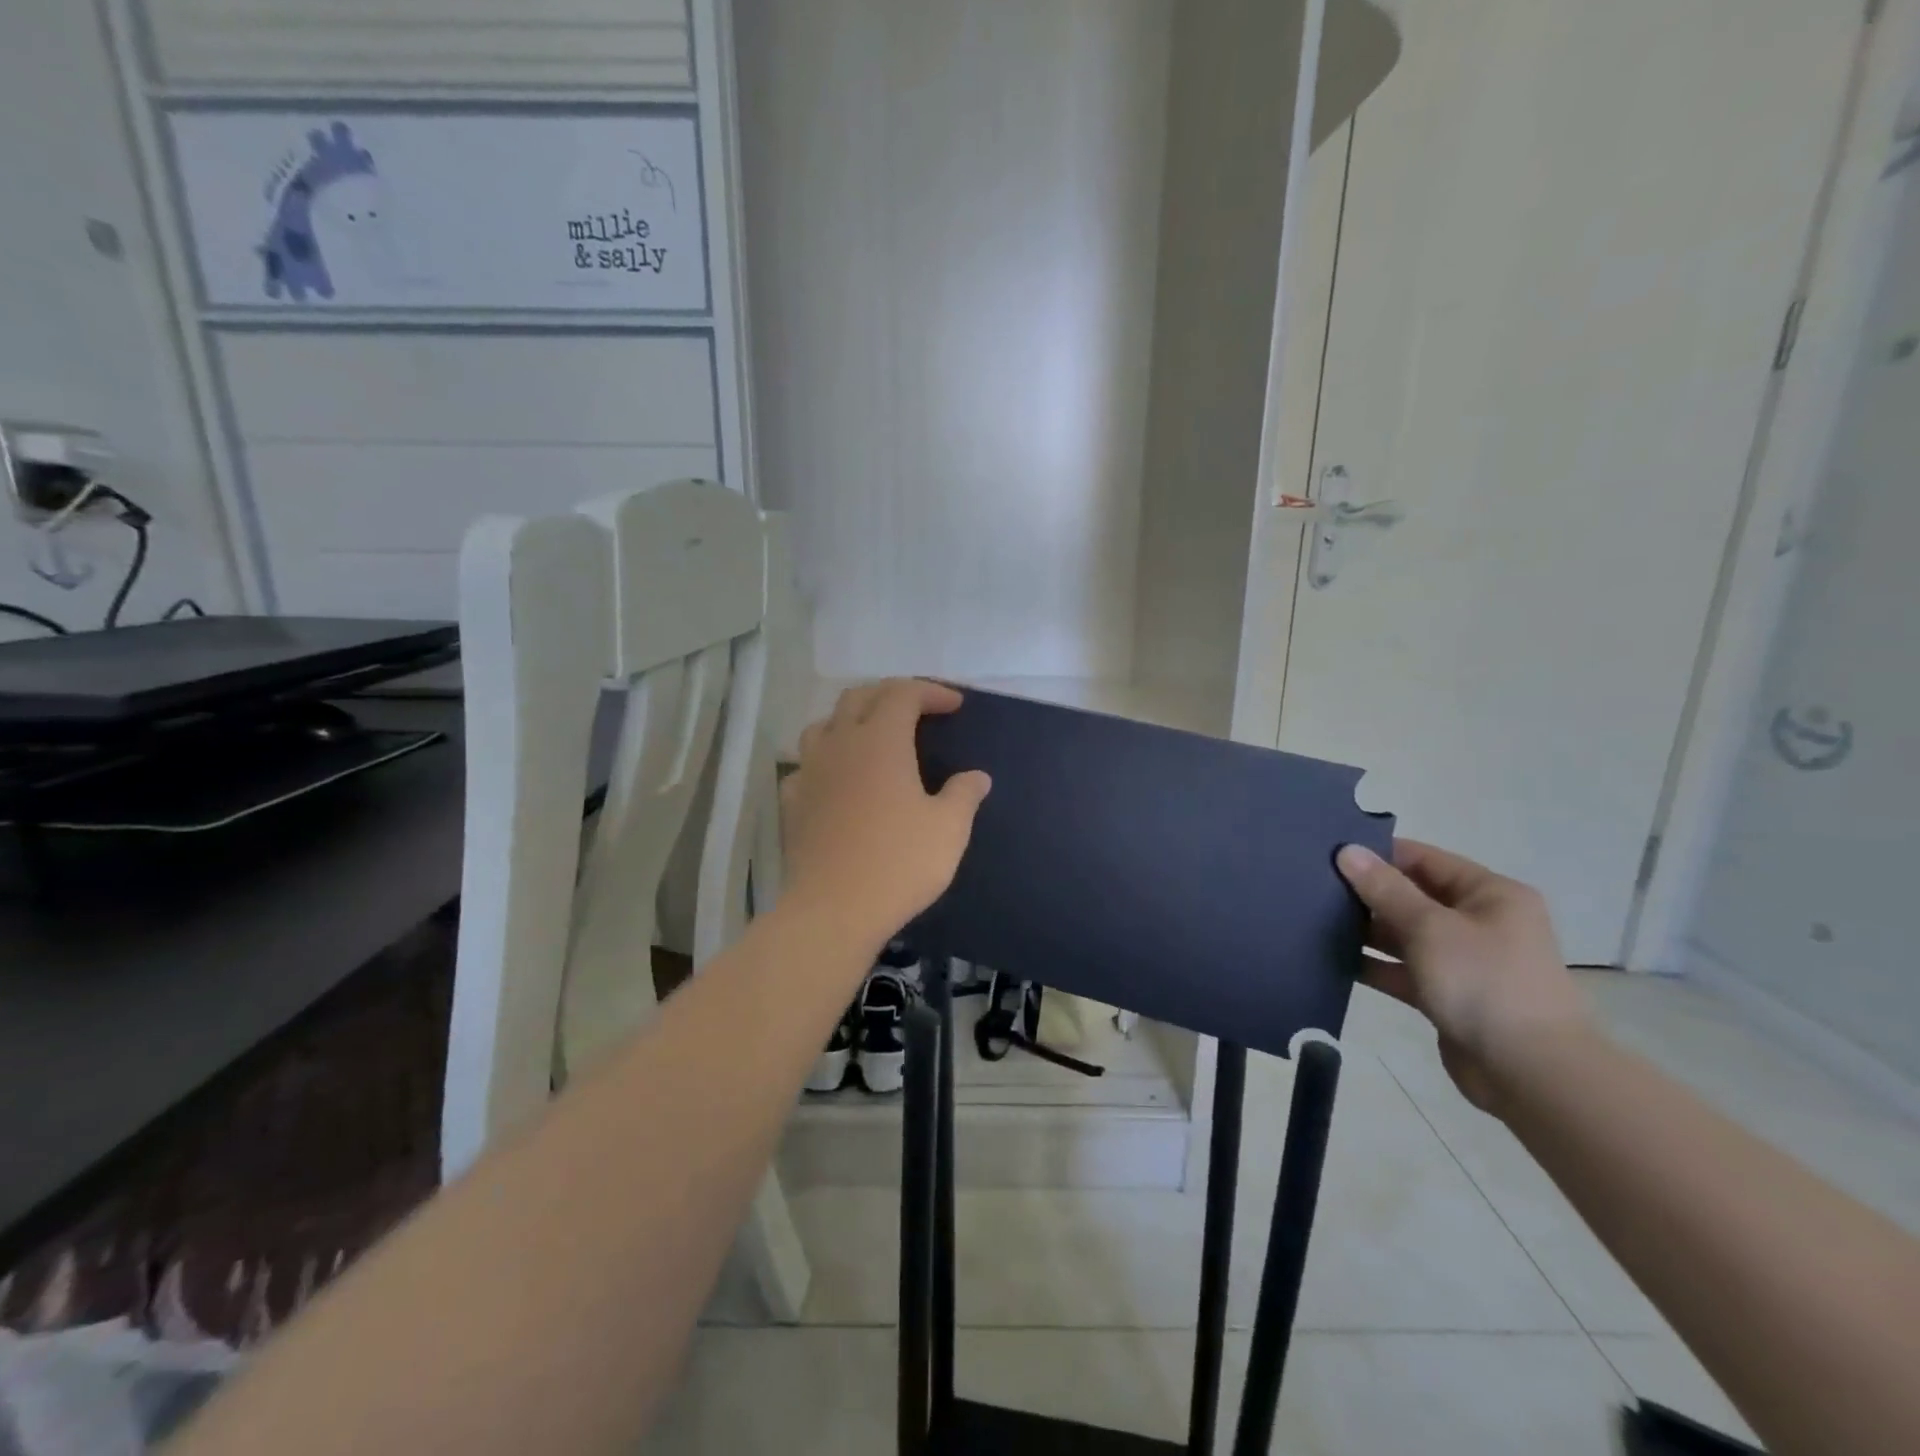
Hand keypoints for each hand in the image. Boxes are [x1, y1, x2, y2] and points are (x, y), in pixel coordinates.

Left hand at [780, 679, 990, 949]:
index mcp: (881, 741)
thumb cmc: (899, 863)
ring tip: (872, 737)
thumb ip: (964, 794)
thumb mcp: (948, 829)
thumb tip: (977, 776)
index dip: (931, 692)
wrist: (833, 909)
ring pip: (824, 725)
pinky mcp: (793, 802)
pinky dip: (826, 761)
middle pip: (859, 697)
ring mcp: (810, 772)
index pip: (903, 693)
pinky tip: (838, 781)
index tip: (954, 705)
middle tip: (917, 710)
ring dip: (851, 720)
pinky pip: (806, 765)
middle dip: (891, 694)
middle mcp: (840, 744)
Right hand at [1336, 839, 1592, 1114]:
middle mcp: (1479, 921)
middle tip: (1313, 886)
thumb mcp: (1429, 927)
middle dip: (1366, 893)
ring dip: (1366, 930)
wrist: (1529, 1073)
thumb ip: (1385, 889)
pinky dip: (1374, 965)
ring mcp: (1463, 960)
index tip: (1329, 854)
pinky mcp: (1447, 994)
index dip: (1378, 854)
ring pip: (1404, 934)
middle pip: (1412, 896)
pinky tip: (1333, 959)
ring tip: (1313, 919)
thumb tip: (1347, 851)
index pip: (1424, 859)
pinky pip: (1403, 970)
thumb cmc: (1484, 982)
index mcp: (1489, 894)